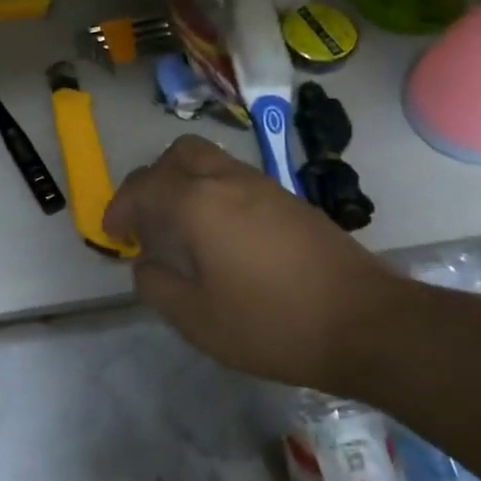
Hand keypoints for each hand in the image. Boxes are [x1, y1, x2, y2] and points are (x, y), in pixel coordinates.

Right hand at [104, 136, 397, 387]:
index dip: (120, 208)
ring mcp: (265, 187)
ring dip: (185, 183)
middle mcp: (229, 181)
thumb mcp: (197, 320)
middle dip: (152, 179)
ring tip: (181, 228)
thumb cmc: (273, 324)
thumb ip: (157, 287)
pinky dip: (214, 194)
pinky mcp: (292, 202)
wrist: (368, 324)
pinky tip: (222, 237)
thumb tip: (144, 264)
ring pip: (211, 163)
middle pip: (179, 155)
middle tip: (146, 218)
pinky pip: (237, 181)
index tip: (113, 234)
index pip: (144, 188)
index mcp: (198, 203)